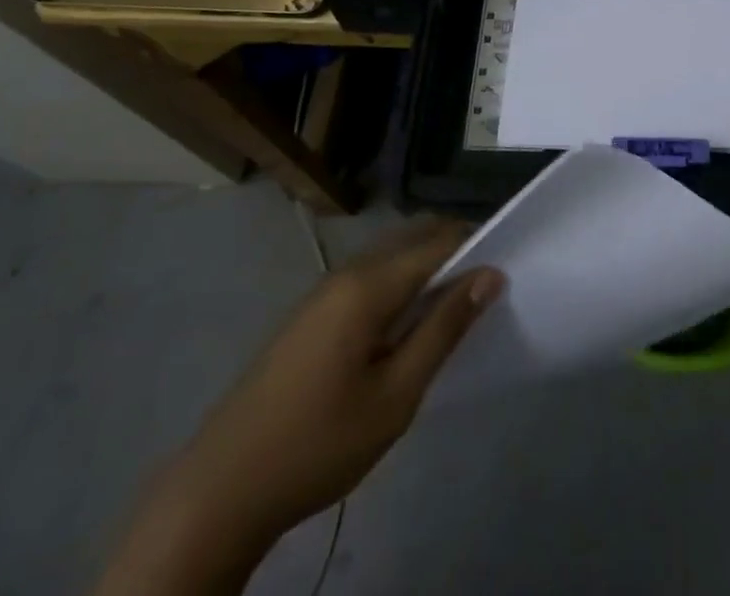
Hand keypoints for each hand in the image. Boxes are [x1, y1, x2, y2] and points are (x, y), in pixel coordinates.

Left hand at [96, 221, 501, 594]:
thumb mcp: (395, 395)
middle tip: (483, 293)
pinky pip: (370, 277)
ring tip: (451, 311)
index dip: (478, 246)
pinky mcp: (312, 312)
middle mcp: (347, 272)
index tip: (509, 268)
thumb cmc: (318, 443)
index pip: (438, 241)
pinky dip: (400, 284)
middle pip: (414, 238)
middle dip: (455, 251)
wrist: (220, 490)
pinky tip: (406, 328)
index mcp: (368, 284)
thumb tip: (490, 276)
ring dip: (427, 268)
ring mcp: (324, 290)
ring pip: (391, 256)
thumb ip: (443, 329)